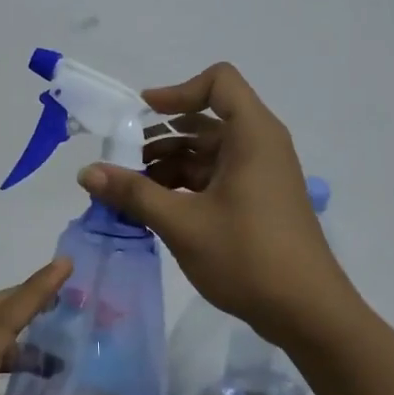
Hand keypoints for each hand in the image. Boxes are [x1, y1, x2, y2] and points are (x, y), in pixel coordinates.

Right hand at [78, 62, 350, 345]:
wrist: (307, 312)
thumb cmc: (247, 256)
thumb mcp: (182, 223)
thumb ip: (133, 192)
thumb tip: (86, 172)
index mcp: (252, 135)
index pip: (219, 82)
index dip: (178, 91)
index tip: (142, 115)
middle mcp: (260, 146)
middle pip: (206, 120)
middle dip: (160, 135)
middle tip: (121, 160)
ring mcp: (261, 175)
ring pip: (208, 153)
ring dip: (168, 164)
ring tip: (130, 191)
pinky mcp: (258, 202)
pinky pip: (216, 178)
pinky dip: (184, 185)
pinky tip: (154, 209)